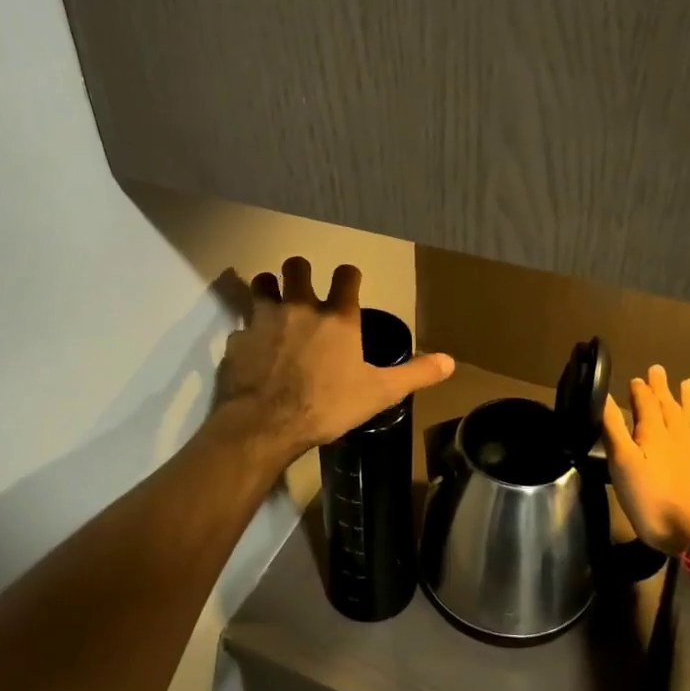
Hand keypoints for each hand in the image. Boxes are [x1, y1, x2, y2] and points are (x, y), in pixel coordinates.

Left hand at [214, 257, 454, 464]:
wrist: (267, 424)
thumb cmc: (328, 405)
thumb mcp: (379, 393)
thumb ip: (414, 374)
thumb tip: (451, 362)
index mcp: (337, 316)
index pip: (346, 275)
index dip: (348, 276)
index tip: (348, 282)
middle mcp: (300, 307)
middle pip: (297, 266)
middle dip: (301, 271)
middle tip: (303, 286)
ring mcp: (264, 319)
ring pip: (263, 283)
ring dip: (269, 287)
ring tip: (273, 300)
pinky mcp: (238, 339)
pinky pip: (243, 326)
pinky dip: (249, 332)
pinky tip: (252, 348)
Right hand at [601, 366, 689, 557]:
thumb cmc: (657, 502)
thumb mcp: (624, 466)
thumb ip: (614, 431)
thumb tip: (603, 396)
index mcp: (654, 434)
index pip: (645, 404)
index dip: (640, 390)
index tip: (636, 378)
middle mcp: (680, 435)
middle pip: (670, 406)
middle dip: (662, 388)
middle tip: (658, 369)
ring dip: (689, 401)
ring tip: (689, 384)